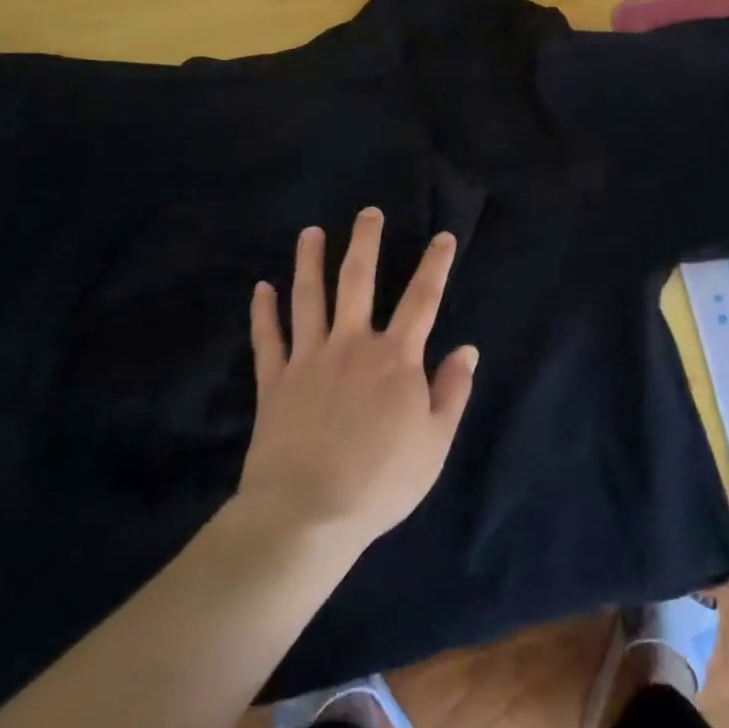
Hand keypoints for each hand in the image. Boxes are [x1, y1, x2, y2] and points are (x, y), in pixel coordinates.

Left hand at [234, 209, 477, 555]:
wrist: (307, 515)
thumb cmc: (380, 481)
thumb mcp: (435, 444)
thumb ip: (452, 392)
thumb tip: (467, 349)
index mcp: (395, 358)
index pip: (422, 300)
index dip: (435, 265)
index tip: (443, 236)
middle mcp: (352, 345)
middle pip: (359, 282)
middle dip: (365, 243)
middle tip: (367, 212)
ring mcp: (309, 360)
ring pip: (309, 299)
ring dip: (309, 262)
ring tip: (310, 233)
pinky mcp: (275, 382)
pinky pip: (268, 340)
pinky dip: (263, 313)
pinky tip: (260, 288)